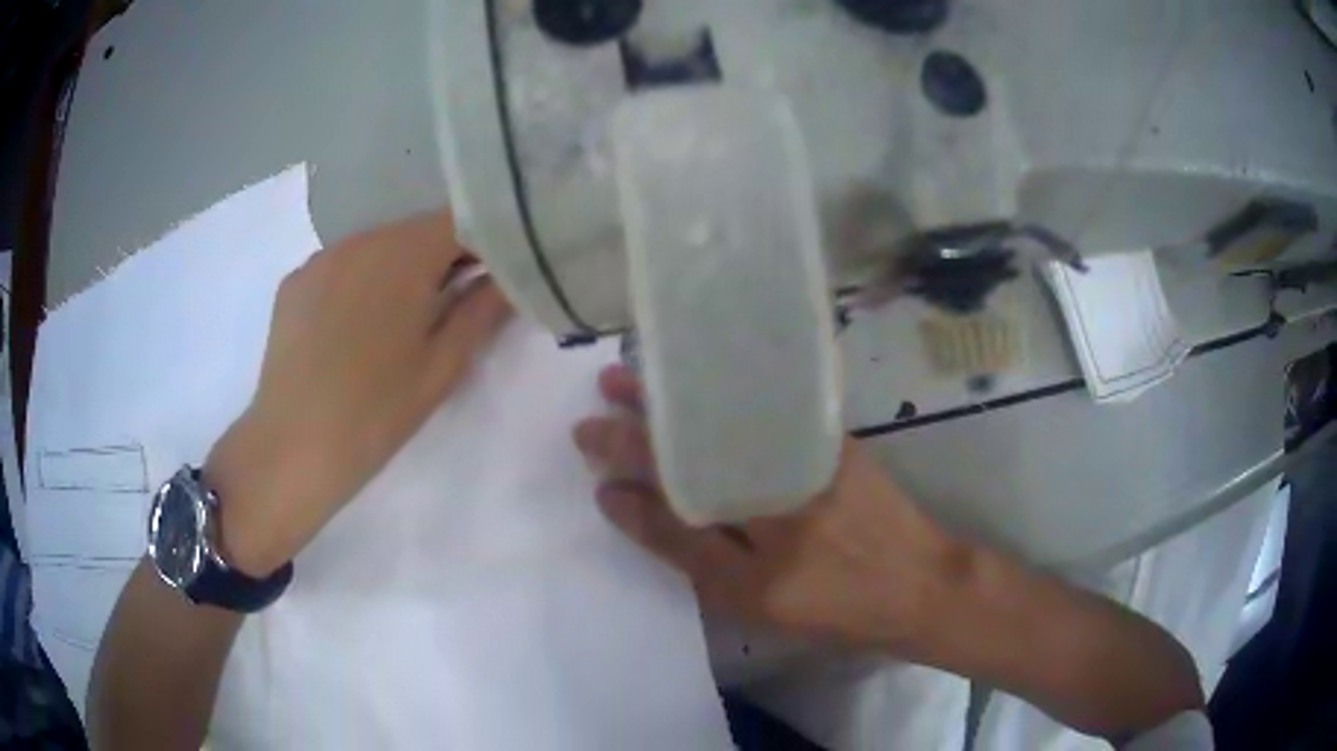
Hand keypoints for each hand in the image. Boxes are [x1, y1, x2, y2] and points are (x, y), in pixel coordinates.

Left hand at [206, 211, 511, 575]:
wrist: (291, 449)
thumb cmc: (376, 413)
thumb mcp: (442, 367)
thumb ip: (481, 312)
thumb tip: (508, 279)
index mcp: (404, 254)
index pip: (461, 220)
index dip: (485, 243)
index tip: (494, 279)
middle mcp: (361, 239)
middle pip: (417, 230)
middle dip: (442, 258)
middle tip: (452, 306)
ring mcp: (321, 258)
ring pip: (377, 247)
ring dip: (399, 269)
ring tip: (397, 323)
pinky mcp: (294, 282)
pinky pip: (341, 266)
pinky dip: (359, 282)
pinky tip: (352, 329)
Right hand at [573, 365, 965, 651]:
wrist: (920, 584)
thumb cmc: (836, 606)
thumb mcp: (753, 600)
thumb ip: (687, 552)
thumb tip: (626, 504)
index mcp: (755, 544)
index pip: (672, 504)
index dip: (627, 482)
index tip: (592, 464)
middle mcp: (777, 490)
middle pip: (694, 450)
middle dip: (636, 429)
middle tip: (593, 411)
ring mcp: (807, 455)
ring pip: (725, 419)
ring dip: (672, 399)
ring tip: (628, 380)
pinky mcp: (829, 438)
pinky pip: (767, 406)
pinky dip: (724, 389)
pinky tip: (698, 376)